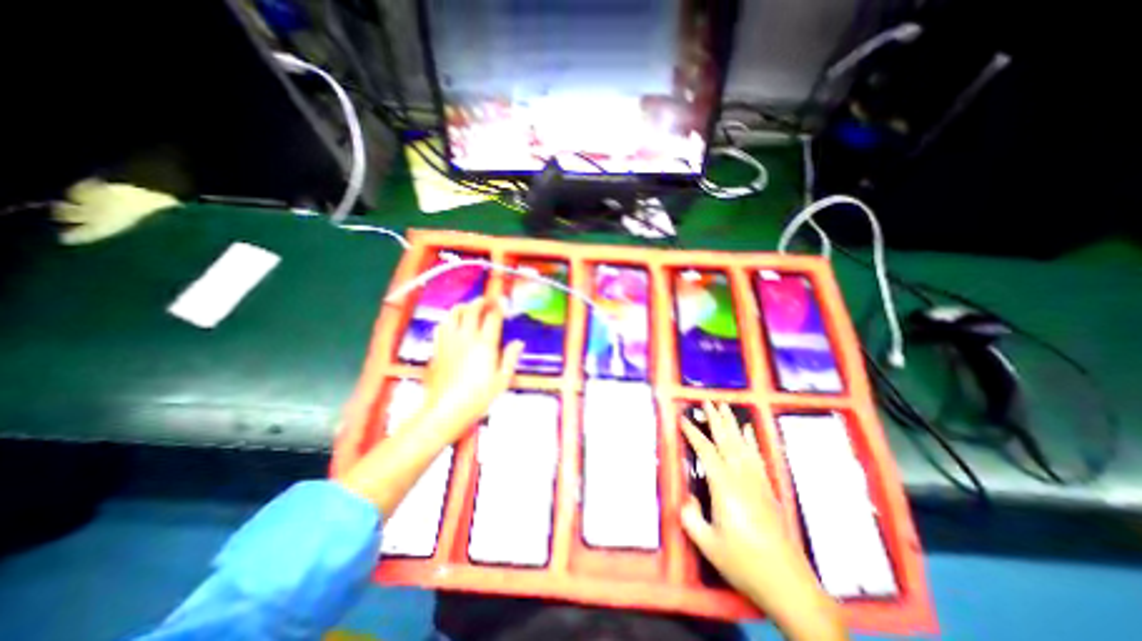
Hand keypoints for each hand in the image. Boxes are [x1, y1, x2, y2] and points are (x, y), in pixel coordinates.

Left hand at [338, 297, 519, 517]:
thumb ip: (510, 358)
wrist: (444, 411)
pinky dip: (449, 318)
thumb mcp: (501, 381)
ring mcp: (449, 341)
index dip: (499, 306)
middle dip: (482, 301)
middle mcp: (466, 338)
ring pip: (454, 314)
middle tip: (489, 300)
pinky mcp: (438, 348)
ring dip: (464, 306)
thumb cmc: (477, 398)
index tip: (504, 301)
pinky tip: (453, 323)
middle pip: (472, 309)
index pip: (492, 317)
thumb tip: (519, 343)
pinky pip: (442, 325)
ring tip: (471, 307)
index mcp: (485, 345)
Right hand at [677, 402, 846, 637]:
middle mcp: (741, 477)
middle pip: (726, 440)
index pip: (706, 451)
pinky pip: (757, 456)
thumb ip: (691, 518)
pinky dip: (751, 439)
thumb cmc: (743, 563)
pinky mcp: (767, 488)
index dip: (693, 433)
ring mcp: (757, 481)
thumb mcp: (708, 544)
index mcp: (724, 486)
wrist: (787, 583)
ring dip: (732, 423)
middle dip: (715, 419)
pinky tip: (748, 430)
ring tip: (724, 407)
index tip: (684, 418)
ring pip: (742, 443)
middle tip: (707, 401)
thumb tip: (688, 499)